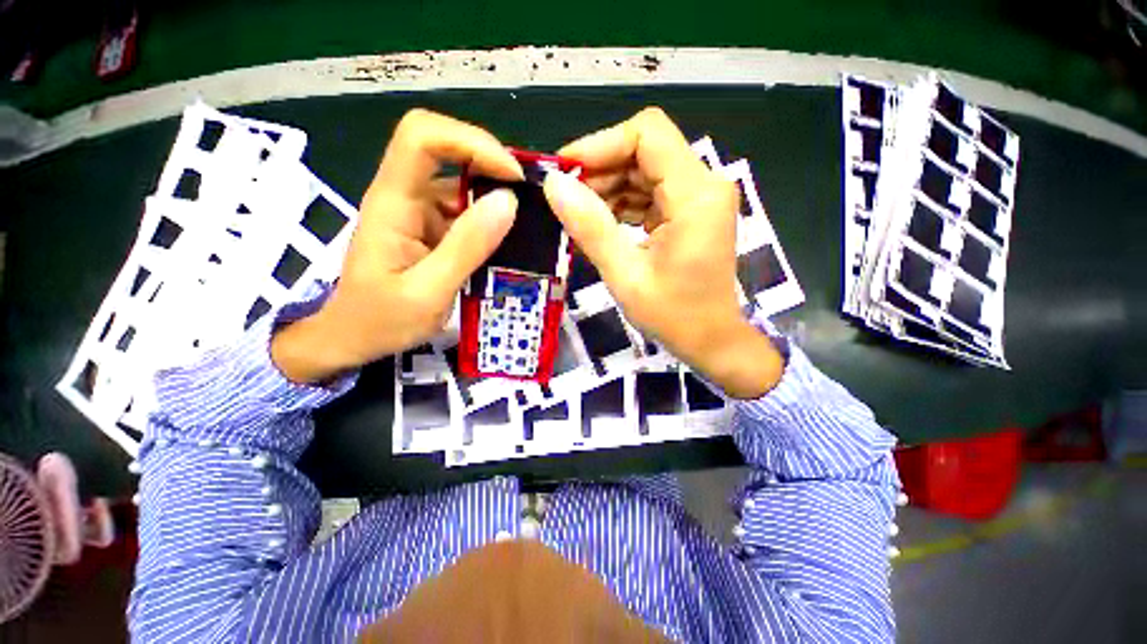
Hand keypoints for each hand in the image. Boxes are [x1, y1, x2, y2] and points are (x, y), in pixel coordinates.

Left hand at [272, 109, 522, 383]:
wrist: (353, 338)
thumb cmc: (381, 320)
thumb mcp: (428, 292)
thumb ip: (467, 247)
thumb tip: (508, 202)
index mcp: (393, 203)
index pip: (422, 138)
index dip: (471, 142)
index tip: (512, 177)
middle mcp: (405, 196)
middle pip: (445, 149)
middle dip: (491, 164)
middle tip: (529, 197)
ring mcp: (418, 211)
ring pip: (461, 181)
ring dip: (496, 194)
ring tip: (528, 222)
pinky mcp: (431, 228)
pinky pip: (465, 210)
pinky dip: (491, 218)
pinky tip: (510, 239)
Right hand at [544, 108, 782, 398]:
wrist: (711, 341)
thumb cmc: (673, 316)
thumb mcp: (625, 275)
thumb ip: (590, 228)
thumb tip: (554, 184)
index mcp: (695, 196)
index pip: (647, 133)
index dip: (601, 144)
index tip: (565, 171)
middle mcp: (704, 185)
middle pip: (645, 151)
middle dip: (601, 170)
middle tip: (566, 200)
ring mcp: (699, 199)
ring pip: (645, 171)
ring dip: (609, 188)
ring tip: (580, 217)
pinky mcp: (691, 212)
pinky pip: (651, 193)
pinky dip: (623, 204)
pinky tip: (602, 225)